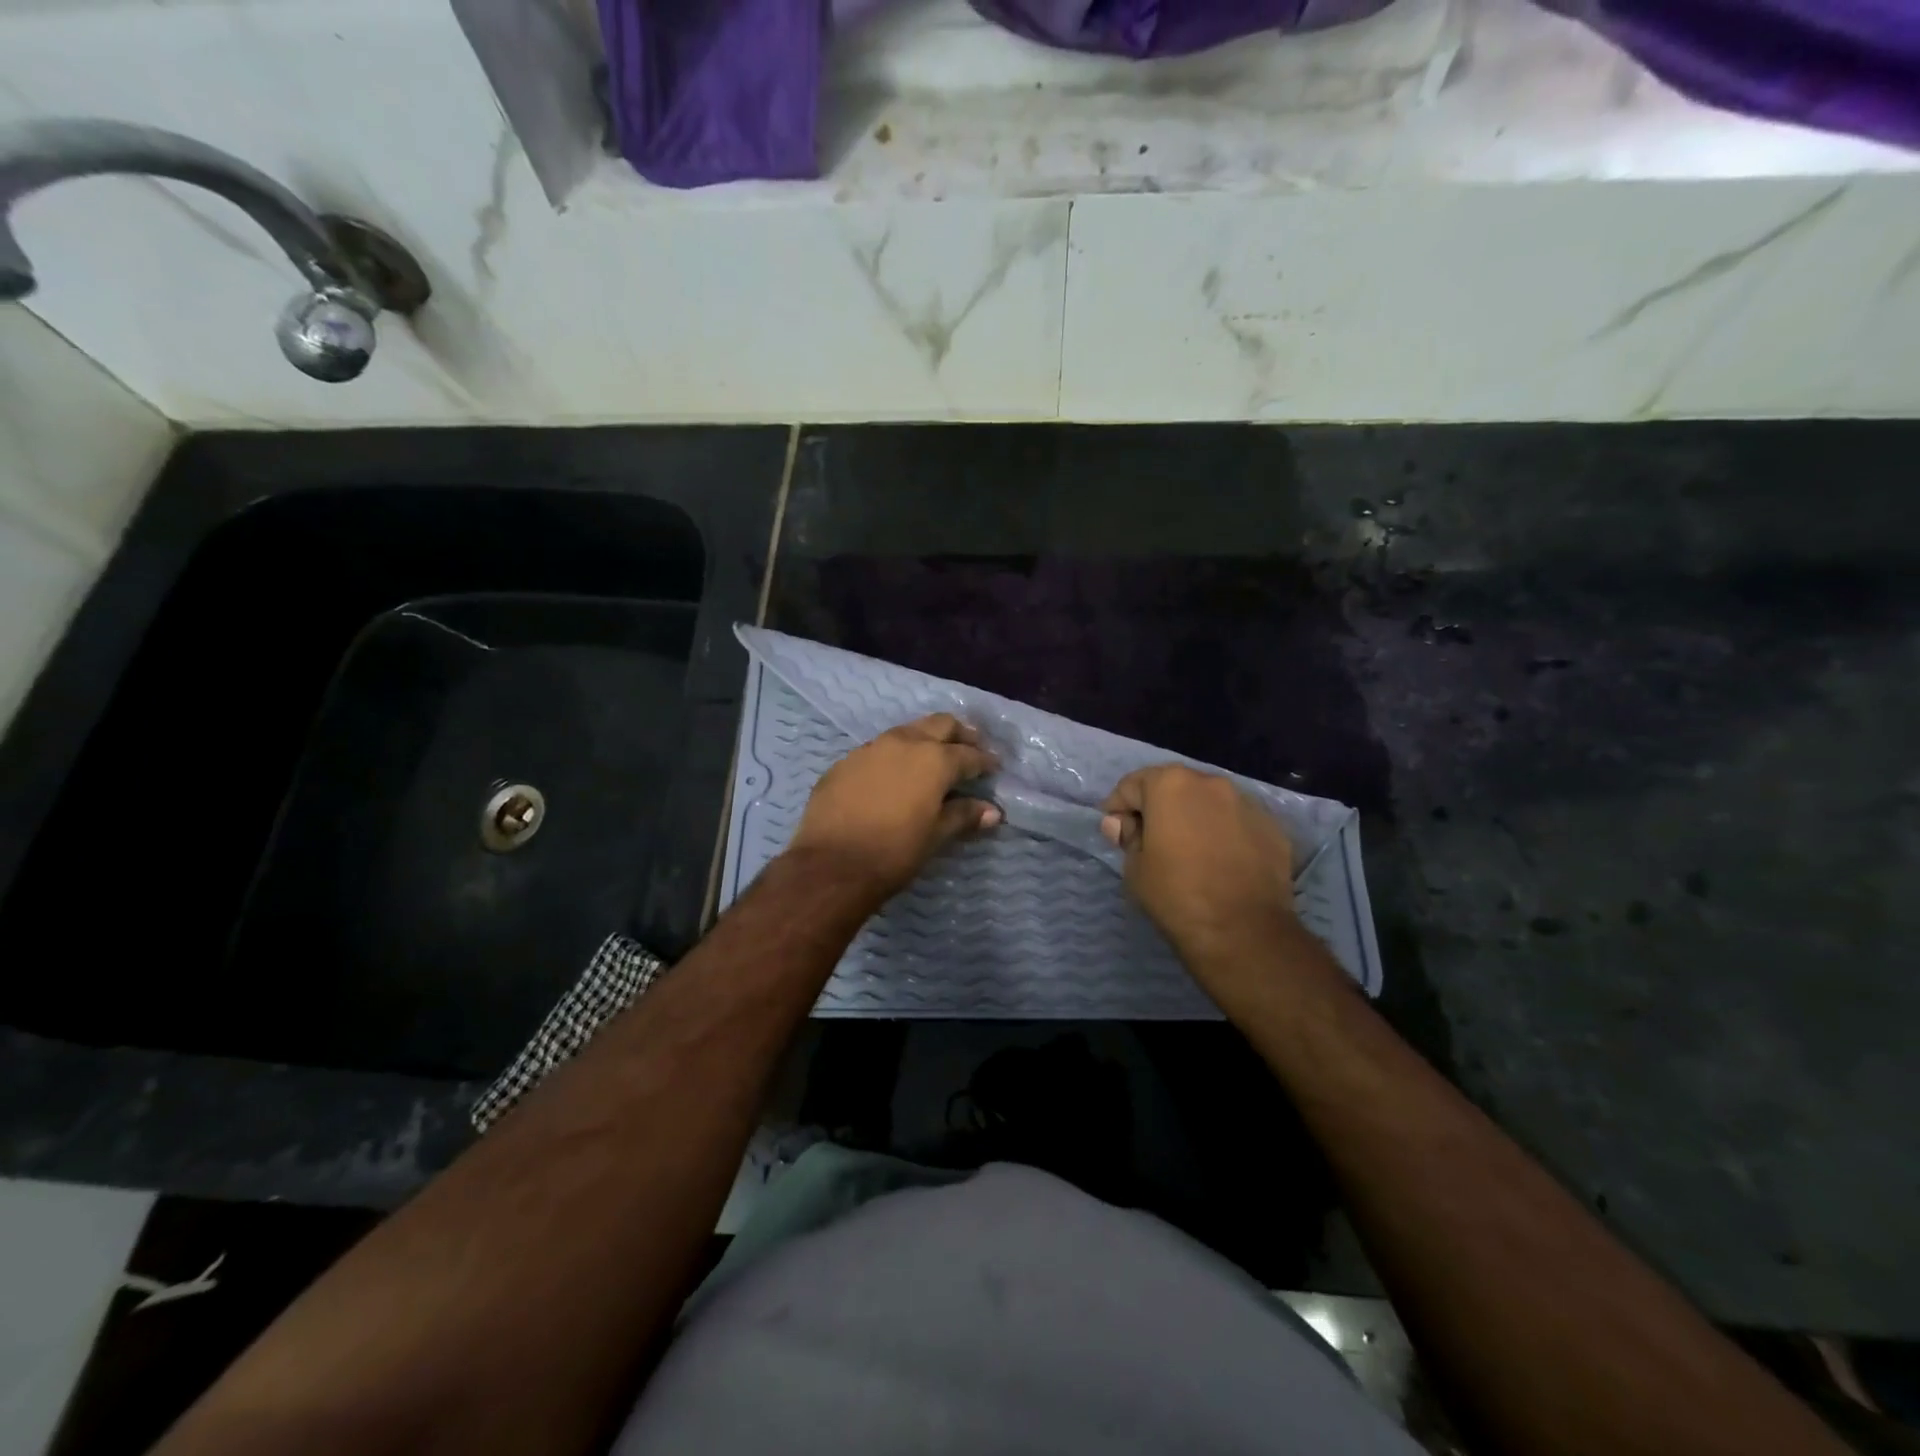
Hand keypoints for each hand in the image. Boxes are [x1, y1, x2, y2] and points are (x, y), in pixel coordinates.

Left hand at [787, 714, 1002, 900]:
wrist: (831, 865)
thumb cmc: (894, 852)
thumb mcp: (935, 836)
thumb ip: (964, 816)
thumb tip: (992, 811)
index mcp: (933, 759)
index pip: (969, 754)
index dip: (985, 760)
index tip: (994, 766)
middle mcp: (904, 743)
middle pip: (939, 724)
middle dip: (959, 734)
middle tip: (970, 747)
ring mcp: (870, 748)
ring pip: (906, 732)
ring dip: (925, 740)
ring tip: (933, 758)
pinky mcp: (845, 762)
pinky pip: (878, 750)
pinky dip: (894, 756)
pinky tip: (894, 776)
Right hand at [1099, 765, 1298, 970]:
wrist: (1243, 932)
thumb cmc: (1176, 895)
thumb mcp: (1135, 868)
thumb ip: (1127, 836)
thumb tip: (1121, 824)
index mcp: (1170, 785)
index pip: (1131, 786)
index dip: (1118, 809)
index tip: (1116, 833)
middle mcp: (1210, 782)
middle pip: (1173, 786)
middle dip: (1157, 807)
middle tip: (1150, 840)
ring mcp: (1246, 802)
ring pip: (1208, 801)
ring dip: (1193, 817)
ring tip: (1189, 851)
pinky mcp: (1271, 826)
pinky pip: (1236, 821)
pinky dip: (1223, 832)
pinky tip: (1220, 861)